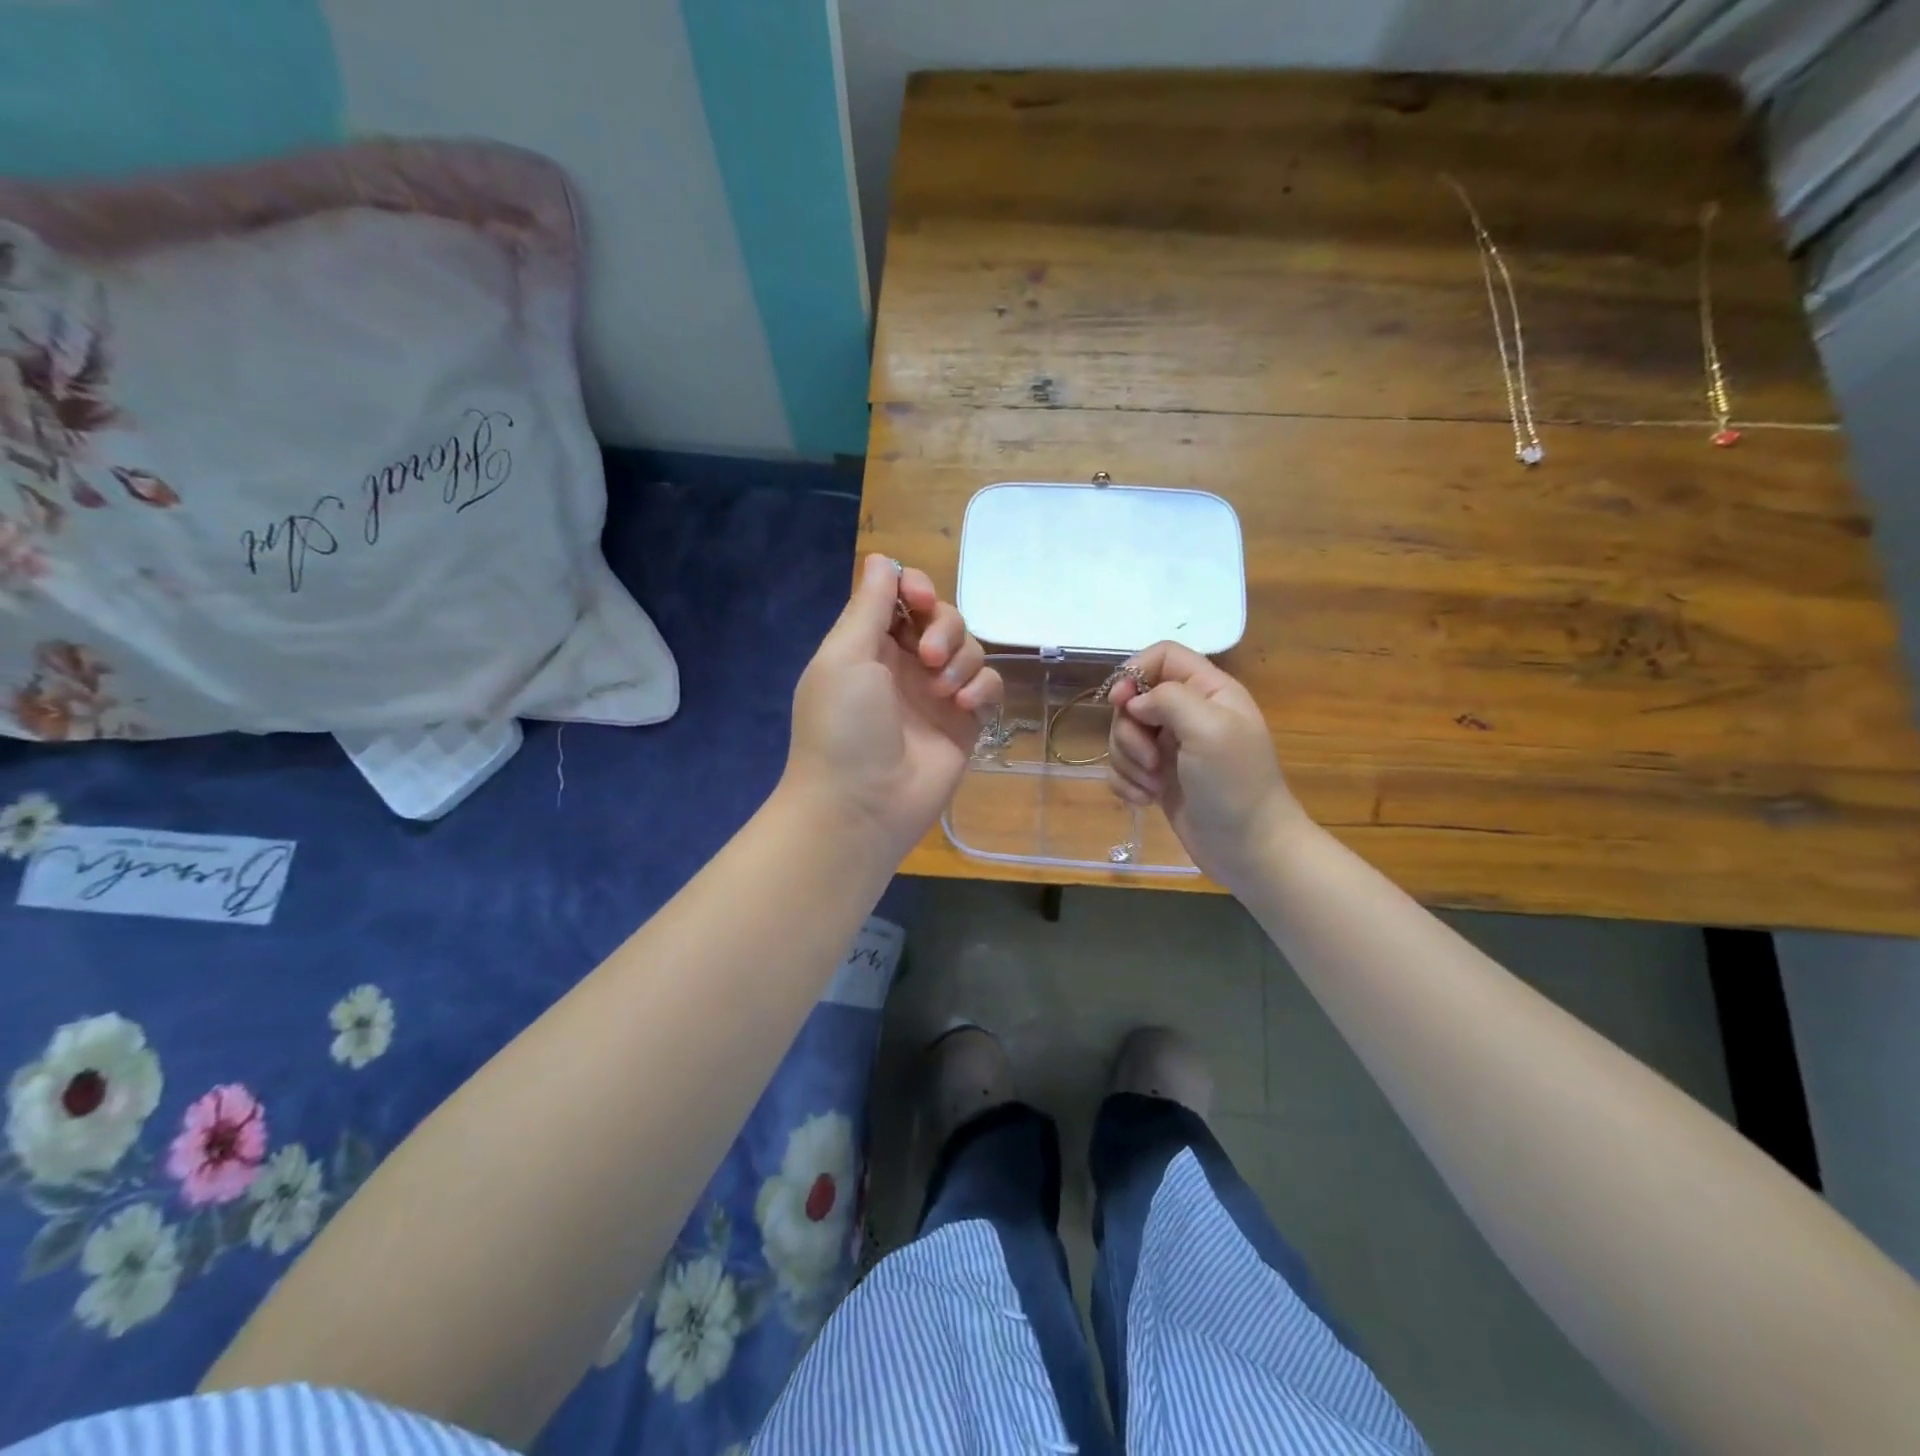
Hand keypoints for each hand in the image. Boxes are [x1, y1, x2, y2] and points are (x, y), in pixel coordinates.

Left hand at [784, 554, 1002, 863]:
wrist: (862, 805)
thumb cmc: (844, 726)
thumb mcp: (845, 657)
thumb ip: (868, 606)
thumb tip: (883, 559)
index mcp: (869, 646)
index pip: (902, 598)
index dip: (915, 590)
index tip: (917, 599)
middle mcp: (904, 665)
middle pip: (942, 618)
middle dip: (943, 627)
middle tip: (927, 656)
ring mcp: (937, 695)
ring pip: (971, 649)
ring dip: (961, 660)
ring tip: (942, 692)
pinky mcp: (965, 724)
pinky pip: (988, 686)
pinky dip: (982, 689)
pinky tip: (964, 709)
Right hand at [1106, 642, 1307, 892]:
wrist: (1249, 849)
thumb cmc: (1235, 784)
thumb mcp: (1209, 728)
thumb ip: (1169, 699)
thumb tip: (1134, 702)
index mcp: (1209, 691)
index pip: (1162, 656)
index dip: (1134, 672)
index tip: (1120, 703)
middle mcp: (1189, 713)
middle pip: (1134, 699)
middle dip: (1129, 731)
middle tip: (1150, 760)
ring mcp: (1171, 747)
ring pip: (1123, 735)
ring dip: (1128, 761)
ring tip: (1153, 786)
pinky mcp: (1157, 778)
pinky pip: (1122, 767)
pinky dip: (1126, 783)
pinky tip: (1145, 800)